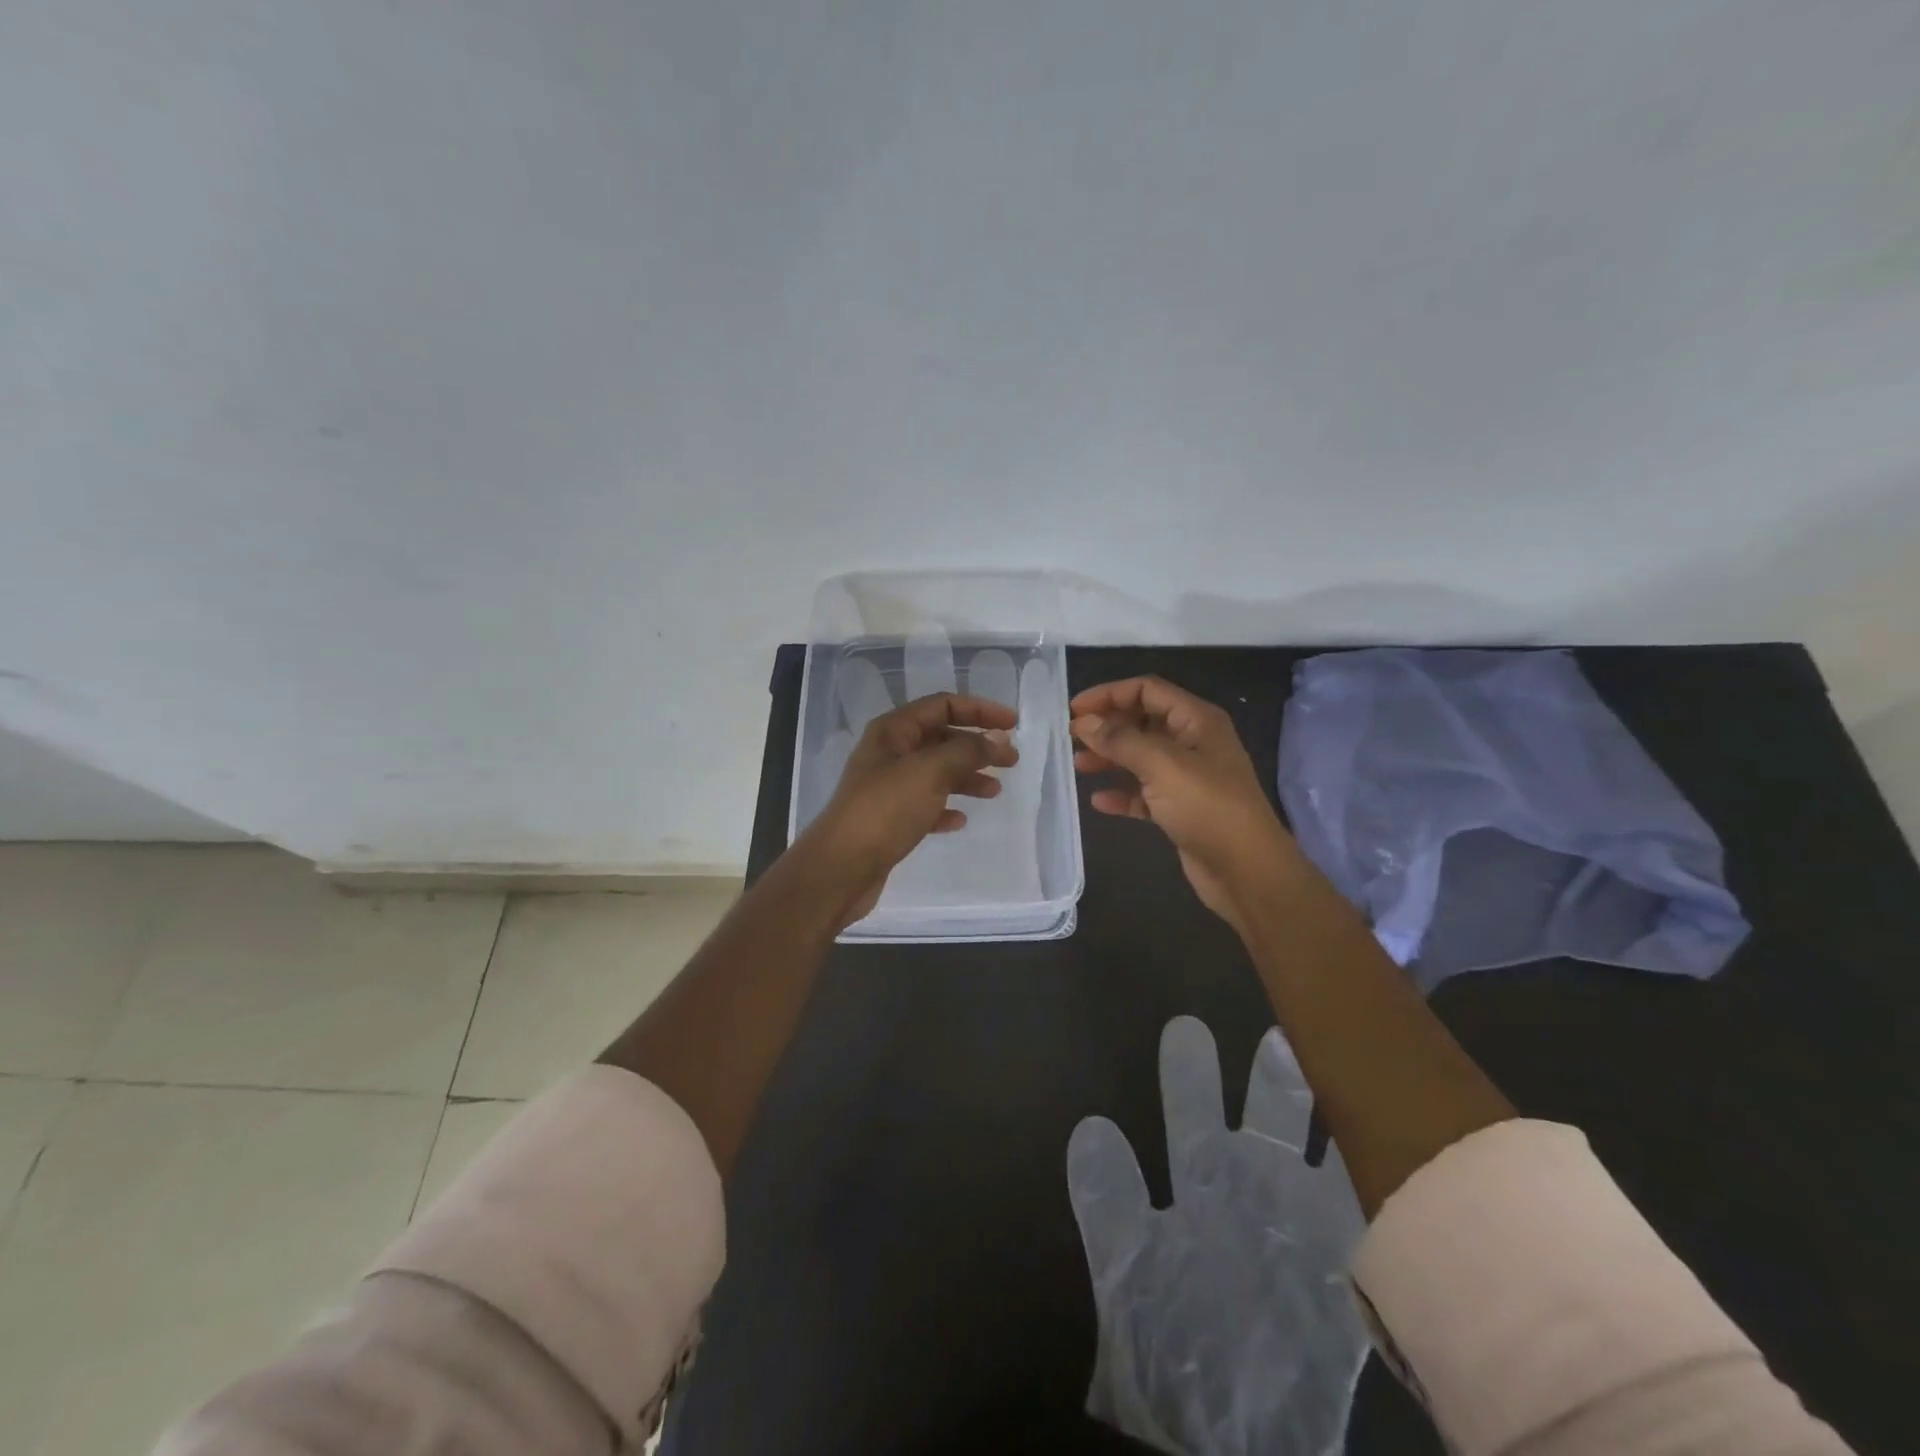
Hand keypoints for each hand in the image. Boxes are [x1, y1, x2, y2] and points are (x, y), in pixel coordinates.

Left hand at [799, 692, 1018, 925]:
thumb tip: (998, 737)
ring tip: (994, 791)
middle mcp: (889, 753)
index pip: (942, 705)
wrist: (841, 868)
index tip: (1013, 723)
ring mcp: (888, 787)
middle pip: (941, 738)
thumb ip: (968, 750)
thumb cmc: (885, 810)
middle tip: (1011, 760)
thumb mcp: (930, 772)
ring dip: (967, 777)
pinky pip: (925, 804)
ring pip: (936, 772)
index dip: (980, 709)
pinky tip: (959, 820)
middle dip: (977, 746)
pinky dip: (945, 807)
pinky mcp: (889, 819)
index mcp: (893, 731)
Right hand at [1072, 676, 1295, 934]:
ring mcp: (1188, 777)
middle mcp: (1193, 743)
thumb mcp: (1162, 765)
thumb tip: (1084, 722)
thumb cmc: (1207, 807)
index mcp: (1196, 721)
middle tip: (1072, 739)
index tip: (1074, 710)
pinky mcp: (1181, 809)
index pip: (1147, 691)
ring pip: (1140, 758)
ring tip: (1078, 766)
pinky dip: (1122, 793)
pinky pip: (1145, 793)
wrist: (1246, 870)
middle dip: (1107, 727)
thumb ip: (1120, 740)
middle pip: (1142, 722)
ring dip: (1110, 758)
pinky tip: (1099, 801)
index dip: (1109, 694)